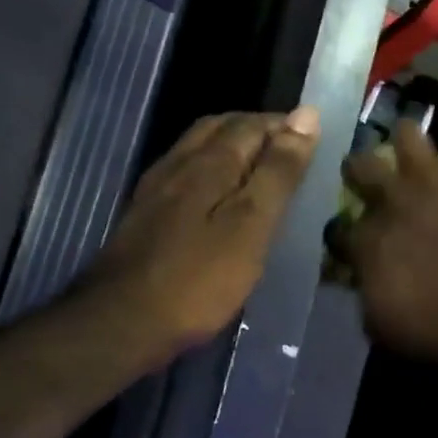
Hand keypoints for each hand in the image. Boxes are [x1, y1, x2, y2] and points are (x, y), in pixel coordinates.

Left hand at [84, 108, 319, 356]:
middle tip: (289, 150)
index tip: (315, 138)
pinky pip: (183, 173)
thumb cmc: (198, 279)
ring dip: (230, 147)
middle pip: (220, 128)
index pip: (252, 124)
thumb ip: (278, 173)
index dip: (285, 125)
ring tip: (259, 168)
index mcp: (209, 162)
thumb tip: (306, 116)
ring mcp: (155, 189)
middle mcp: (179, 164)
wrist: (122, 322)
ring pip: (197, 149)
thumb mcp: (251, 226)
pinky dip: (209, 170)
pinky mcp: (143, 215)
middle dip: (256, 130)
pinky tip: (216, 196)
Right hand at [334, 121, 437, 368]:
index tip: (349, 242)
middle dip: (359, 171)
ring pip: (407, 134)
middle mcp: (394, 201)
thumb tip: (361, 276)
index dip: (341, 234)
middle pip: (360, 166)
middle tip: (368, 178)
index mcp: (367, 241)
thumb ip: (366, 291)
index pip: (338, 226)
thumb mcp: (381, 326)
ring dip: (407, 142)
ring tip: (414, 152)